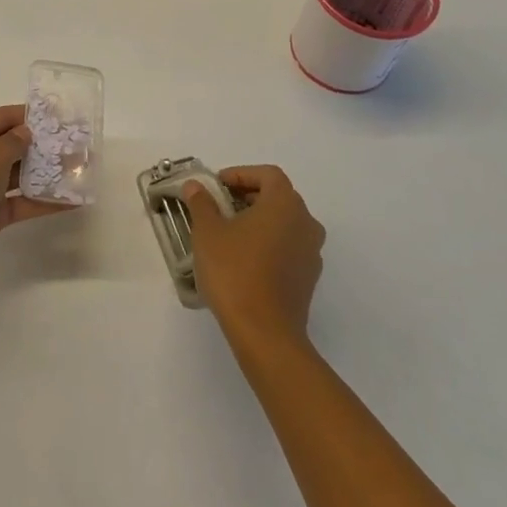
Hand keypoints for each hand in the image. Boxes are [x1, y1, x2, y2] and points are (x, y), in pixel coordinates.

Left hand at [0, 106, 69, 285]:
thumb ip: (16, 142)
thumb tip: (26, 134)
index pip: (7, 117)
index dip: (35, 118)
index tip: (65, 119)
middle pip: (15, 146)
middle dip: (45, 147)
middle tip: (80, 147)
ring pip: (20, 175)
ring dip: (47, 174)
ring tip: (81, 171)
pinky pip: (21, 202)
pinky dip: (43, 201)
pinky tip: (70, 201)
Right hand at [184, 166, 325, 349]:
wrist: (264, 332)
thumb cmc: (235, 271)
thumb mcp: (207, 232)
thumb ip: (201, 203)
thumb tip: (195, 186)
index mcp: (284, 204)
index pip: (268, 175)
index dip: (241, 174)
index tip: (217, 185)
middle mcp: (305, 223)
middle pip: (279, 197)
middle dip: (249, 196)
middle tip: (220, 205)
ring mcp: (311, 253)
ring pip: (285, 223)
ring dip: (260, 220)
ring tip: (230, 232)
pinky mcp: (308, 279)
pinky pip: (288, 247)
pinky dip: (268, 243)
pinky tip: (244, 259)